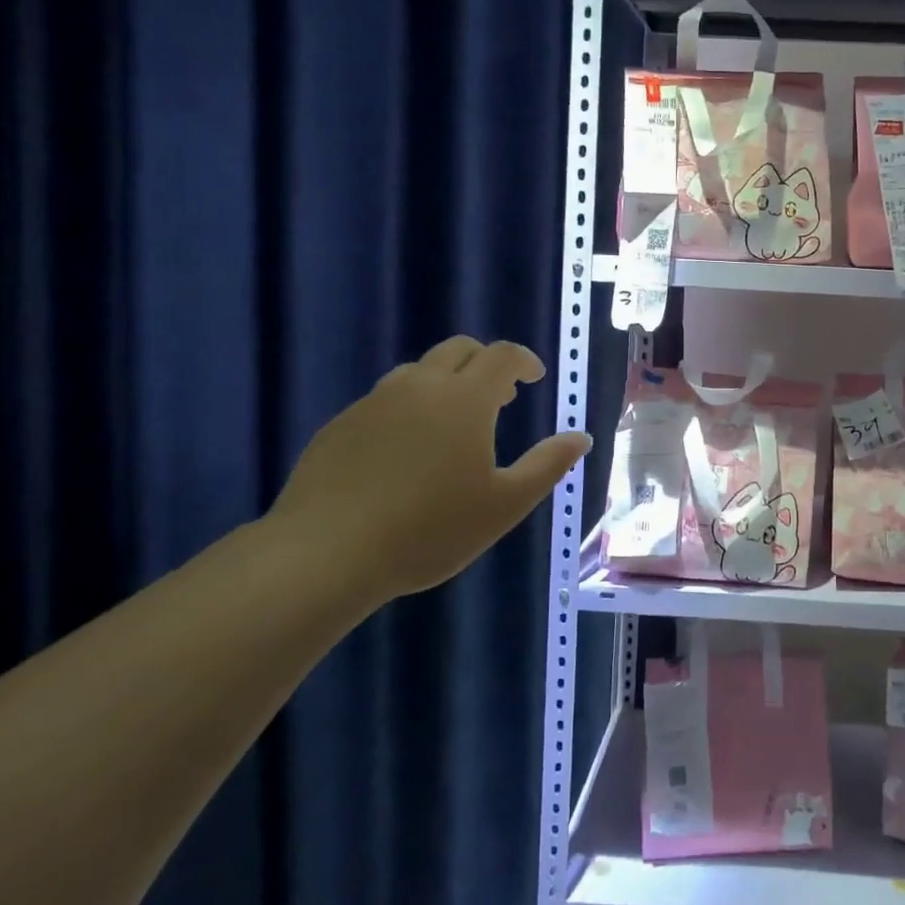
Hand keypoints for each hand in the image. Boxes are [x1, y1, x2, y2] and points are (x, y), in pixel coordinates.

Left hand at [267, 336, 591, 602]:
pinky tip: (406, 450)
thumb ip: (548, 465)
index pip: (502, 356)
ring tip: (454, 422)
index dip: (523, 361)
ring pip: (418, 372)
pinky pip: (385, 400)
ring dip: (446, 382)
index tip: (533, 378)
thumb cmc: (429, 529)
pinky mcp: (340, 425)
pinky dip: (409, 407)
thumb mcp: (505, 504)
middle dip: (485, 363)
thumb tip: (580, 437)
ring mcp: (374, 403)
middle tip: (500, 396)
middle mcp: (420, 387)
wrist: (324, 554)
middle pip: (459, 350)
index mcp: (465, 399)